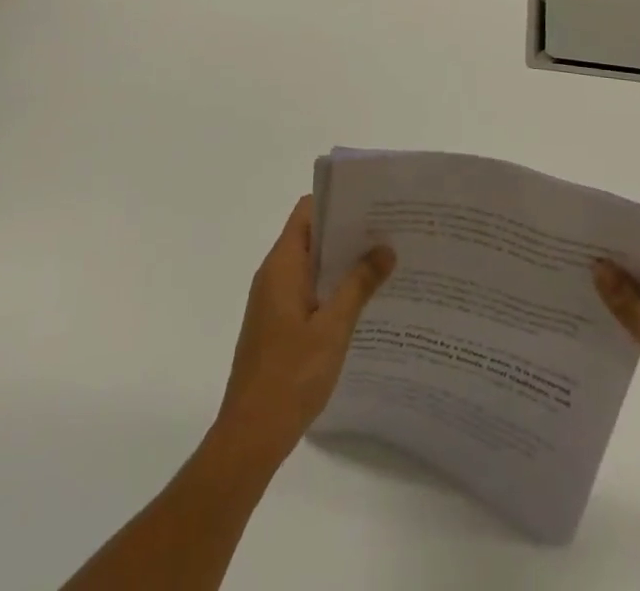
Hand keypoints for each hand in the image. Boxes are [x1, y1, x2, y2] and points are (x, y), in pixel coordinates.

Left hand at [214, 196, 395, 465]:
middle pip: (312, 235)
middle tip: (390, 231)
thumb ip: (359, 285)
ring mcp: (273, 301)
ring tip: (384, 262)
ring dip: (342, 262)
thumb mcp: (333, 329)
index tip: (373, 203)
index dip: (338, 202)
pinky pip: (308, 290)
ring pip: (312, 265)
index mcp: (282, 265)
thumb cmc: (290, 377)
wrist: (249, 438)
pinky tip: (362, 301)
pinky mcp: (277, 324)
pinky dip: (332, 287)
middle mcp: (274, 275)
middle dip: (348, 232)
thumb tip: (385, 247)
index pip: (308, 212)